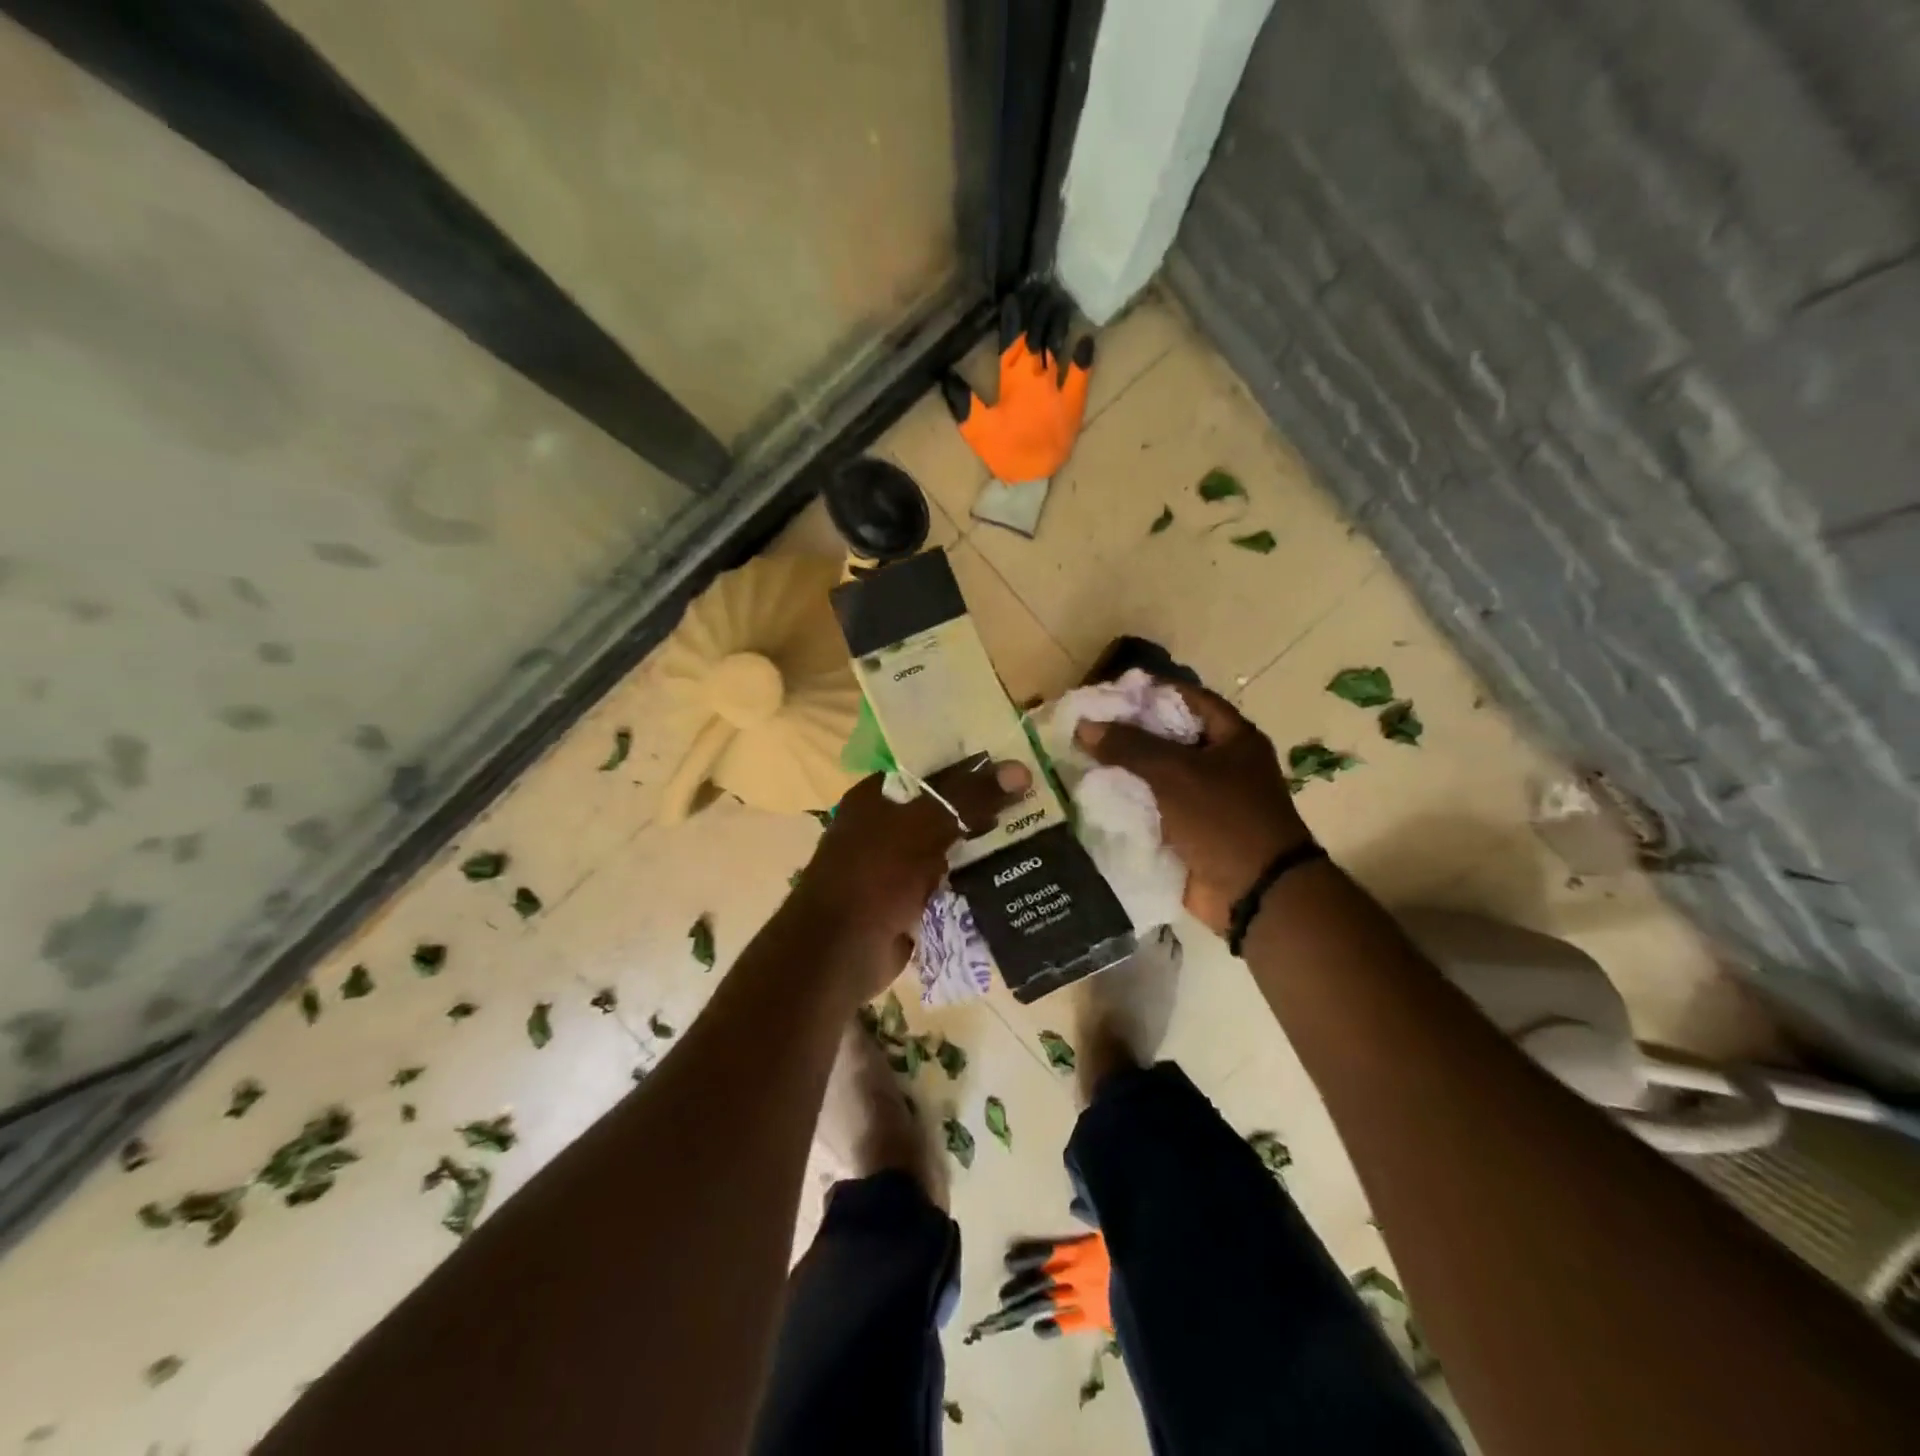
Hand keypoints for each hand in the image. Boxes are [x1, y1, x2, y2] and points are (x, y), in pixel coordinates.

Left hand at [795, 755, 1030, 996]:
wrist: (837, 953)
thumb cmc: (873, 876)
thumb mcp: (923, 827)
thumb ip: (970, 798)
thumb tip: (1021, 769)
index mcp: (878, 797)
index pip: (932, 770)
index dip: (973, 767)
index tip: (1018, 768)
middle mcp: (886, 827)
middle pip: (944, 809)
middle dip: (986, 808)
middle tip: (1036, 803)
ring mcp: (898, 867)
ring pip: (951, 847)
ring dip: (985, 846)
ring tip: (1037, 836)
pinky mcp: (911, 902)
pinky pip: (951, 883)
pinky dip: (976, 880)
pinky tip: (1014, 875)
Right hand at [1075, 683, 1308, 933]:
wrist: (1255, 894)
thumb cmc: (1224, 820)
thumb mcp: (1175, 773)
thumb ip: (1129, 746)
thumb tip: (1085, 725)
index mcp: (1232, 738)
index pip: (1186, 698)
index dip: (1148, 691)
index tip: (1106, 694)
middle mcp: (1219, 764)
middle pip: (1166, 738)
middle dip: (1127, 734)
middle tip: (1083, 728)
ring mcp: (1204, 800)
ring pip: (1155, 776)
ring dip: (1122, 771)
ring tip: (1078, 760)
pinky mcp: (1188, 832)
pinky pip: (1152, 809)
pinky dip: (1127, 804)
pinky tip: (1091, 797)